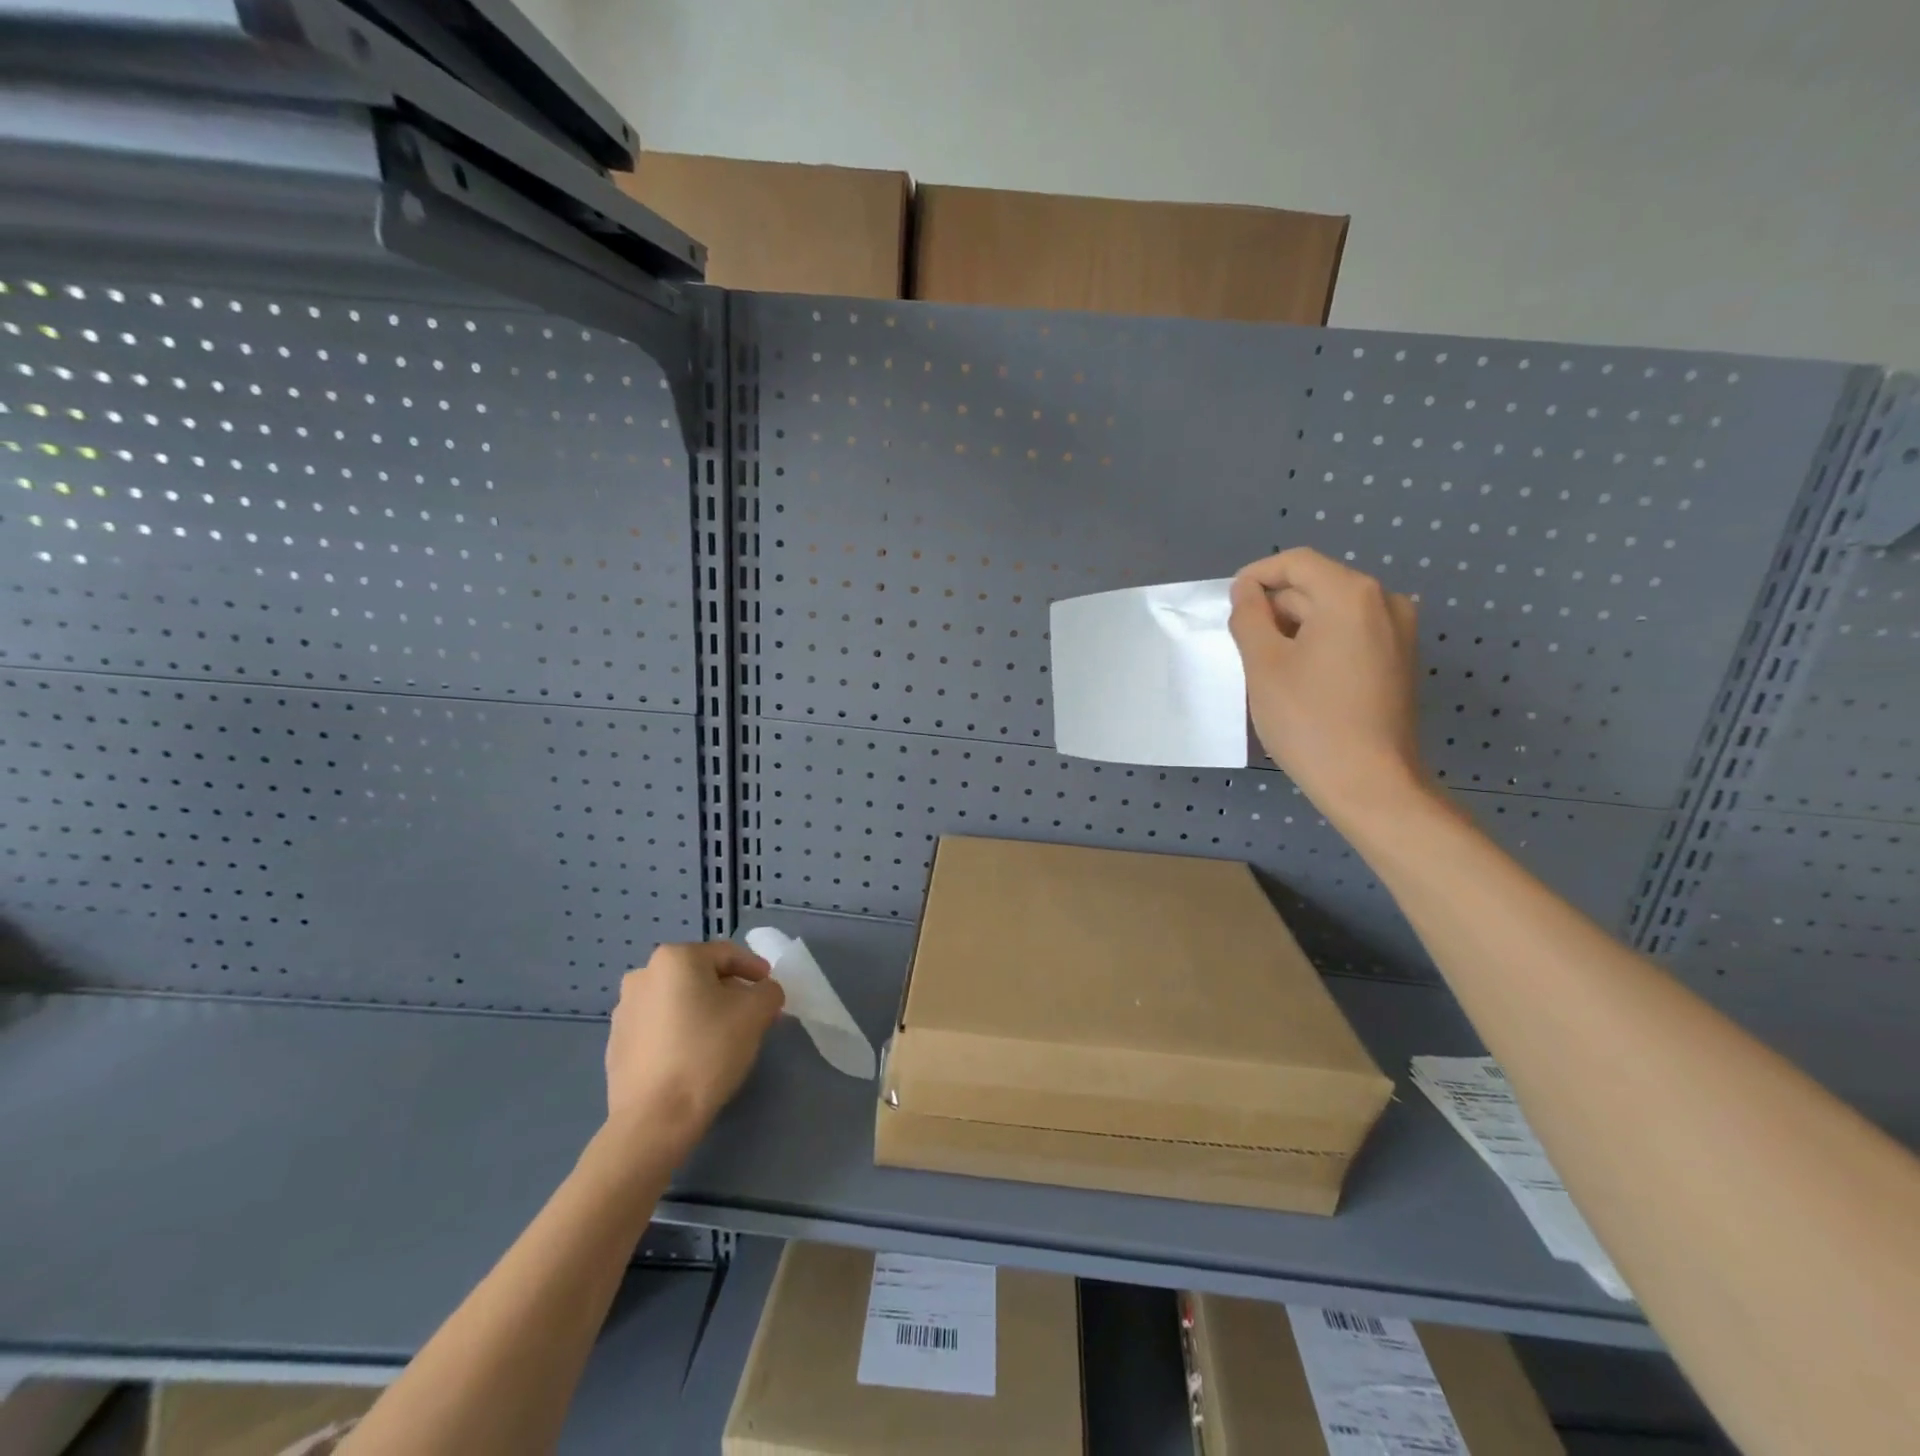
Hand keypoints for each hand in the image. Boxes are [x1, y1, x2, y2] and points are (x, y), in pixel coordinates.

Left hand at [603, 942, 784, 1155]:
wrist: (655, 1119)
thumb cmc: (708, 1051)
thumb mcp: (757, 1012)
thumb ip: (769, 991)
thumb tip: (763, 992)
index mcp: (674, 958)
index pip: (726, 954)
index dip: (755, 969)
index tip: (770, 988)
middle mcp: (643, 975)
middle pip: (700, 976)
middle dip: (729, 991)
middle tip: (753, 1014)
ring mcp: (625, 1011)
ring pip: (679, 1001)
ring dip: (704, 1011)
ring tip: (725, 1037)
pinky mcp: (617, 1044)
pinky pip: (660, 1026)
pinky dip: (681, 1032)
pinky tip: (695, 1056)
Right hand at [1228, 548, 1425, 818]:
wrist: (1369, 782)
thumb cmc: (1309, 720)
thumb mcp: (1263, 665)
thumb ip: (1249, 616)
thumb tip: (1247, 592)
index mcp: (1351, 594)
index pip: (1295, 563)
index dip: (1256, 577)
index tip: (1229, 606)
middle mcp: (1384, 601)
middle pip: (1315, 586)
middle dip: (1275, 608)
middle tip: (1243, 647)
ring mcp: (1400, 631)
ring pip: (1332, 612)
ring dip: (1295, 628)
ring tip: (1269, 667)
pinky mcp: (1400, 659)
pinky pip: (1351, 633)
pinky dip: (1320, 643)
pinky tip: (1301, 678)